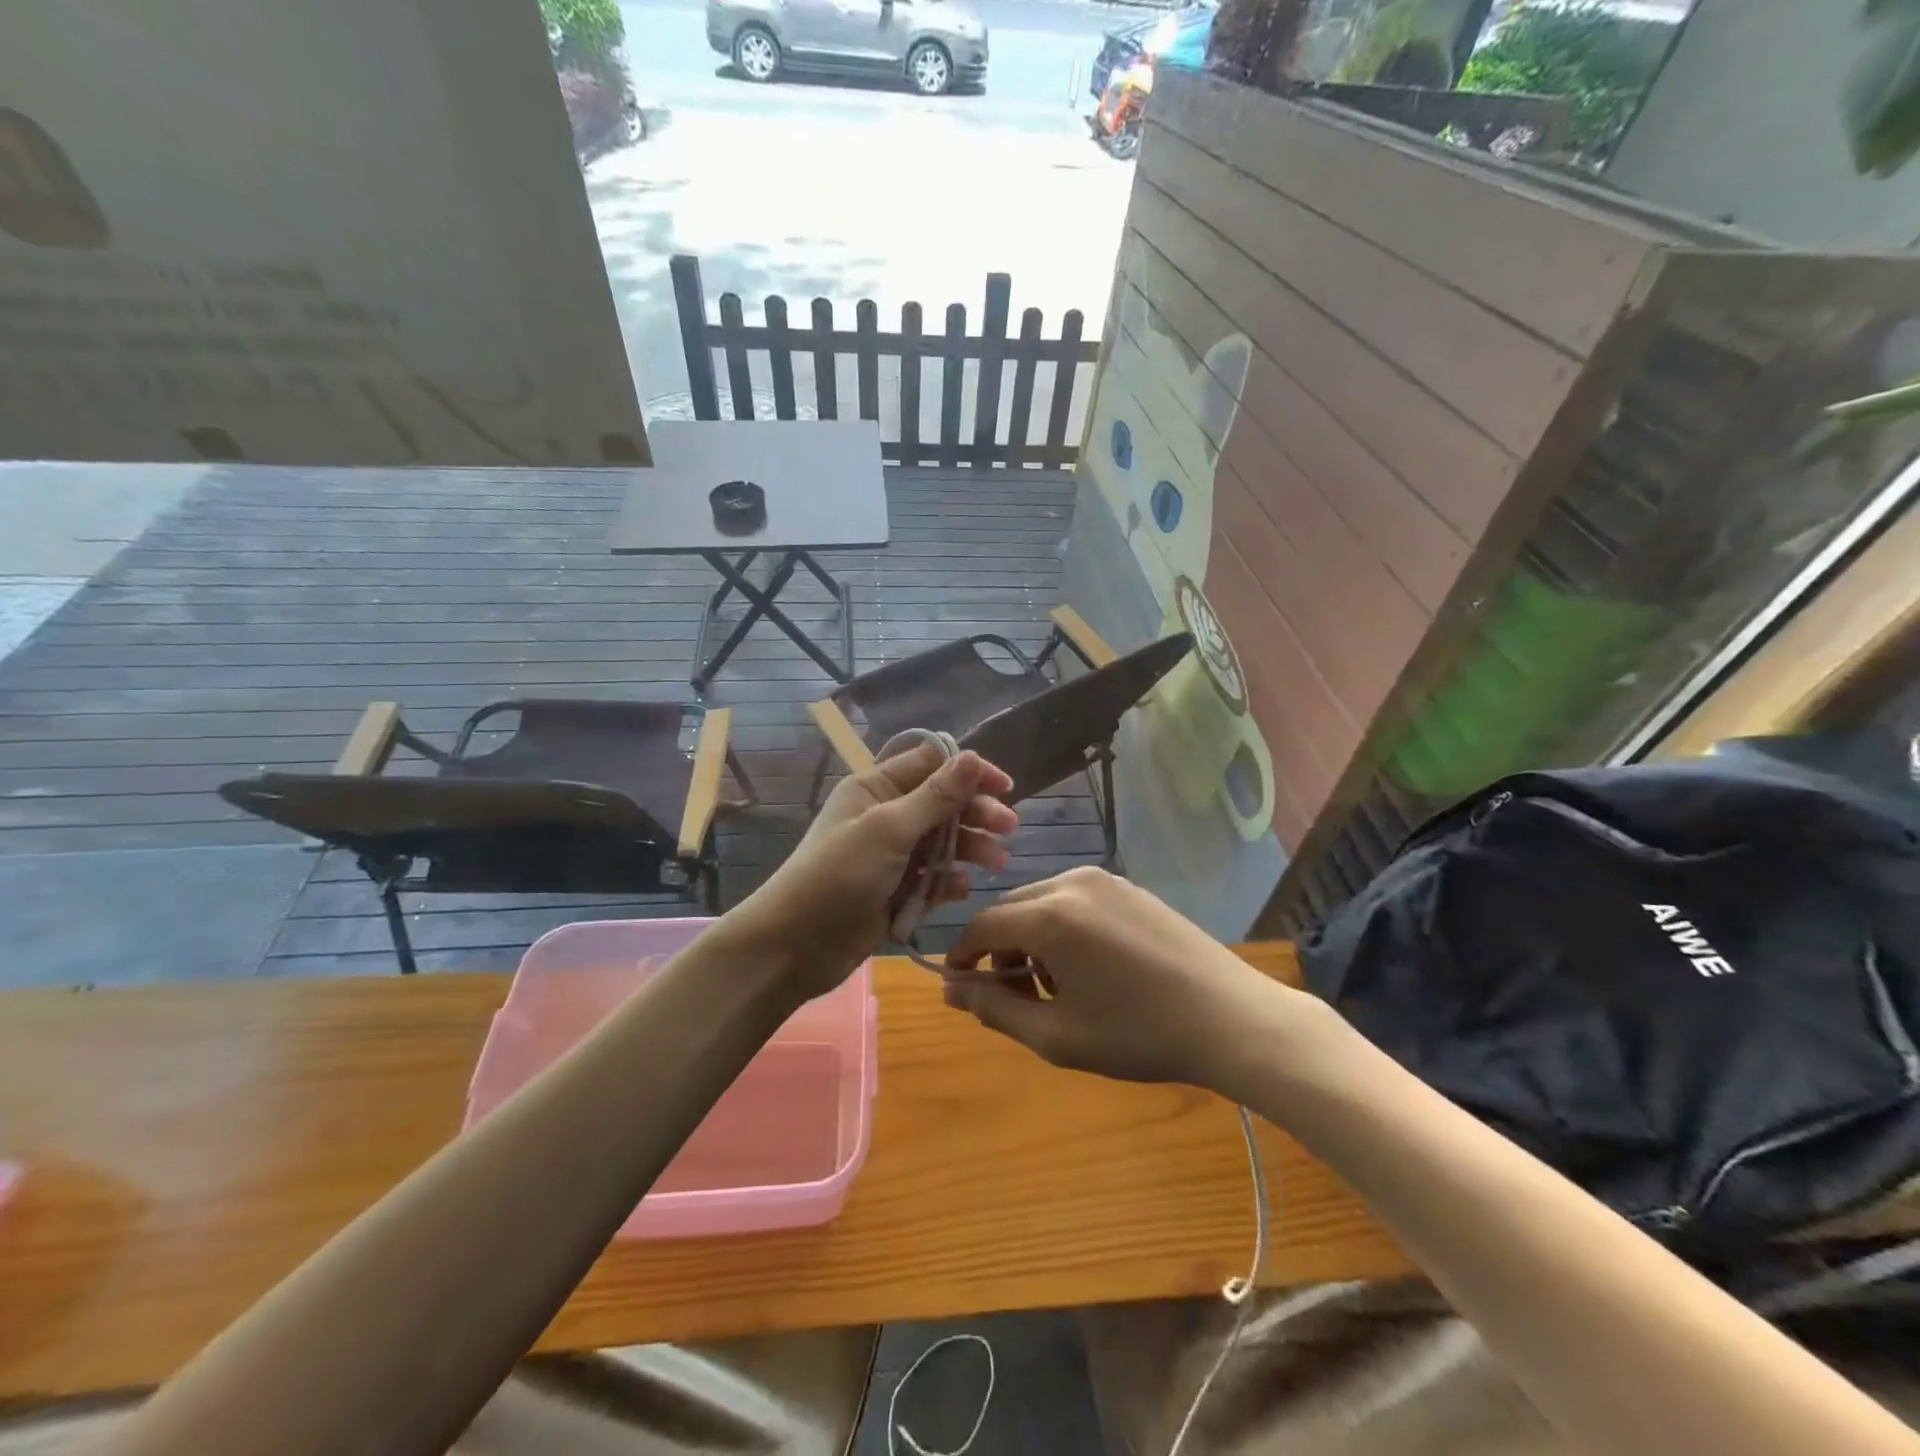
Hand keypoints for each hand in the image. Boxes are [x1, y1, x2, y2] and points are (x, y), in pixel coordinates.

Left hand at [731, 743, 1016, 998]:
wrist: (795, 945)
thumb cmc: (839, 875)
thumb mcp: (889, 829)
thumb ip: (935, 796)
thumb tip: (971, 756)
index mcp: (876, 788)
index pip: (931, 763)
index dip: (968, 771)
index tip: (1004, 787)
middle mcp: (886, 815)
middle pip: (942, 803)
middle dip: (976, 813)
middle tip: (1009, 828)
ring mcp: (891, 854)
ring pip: (942, 841)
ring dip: (970, 848)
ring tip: (997, 863)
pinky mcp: (896, 889)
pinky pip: (932, 877)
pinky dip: (949, 880)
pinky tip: (962, 889)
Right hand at [942, 867, 1304, 1087]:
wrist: (1231, 1018)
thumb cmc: (1139, 1034)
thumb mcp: (1057, 1035)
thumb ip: (996, 1009)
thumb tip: (951, 992)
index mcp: (1049, 915)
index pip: (982, 925)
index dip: (961, 956)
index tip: (958, 987)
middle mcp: (1071, 882)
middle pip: (1011, 909)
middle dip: (1000, 951)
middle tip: (1014, 997)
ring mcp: (1105, 879)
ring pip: (1042, 903)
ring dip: (1032, 939)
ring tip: (1057, 988)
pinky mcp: (1129, 887)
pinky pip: (1075, 900)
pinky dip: (1063, 928)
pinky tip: (1089, 967)